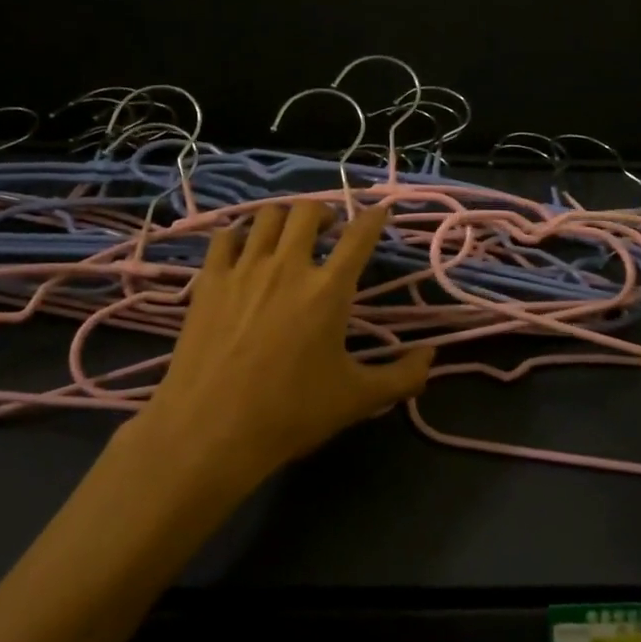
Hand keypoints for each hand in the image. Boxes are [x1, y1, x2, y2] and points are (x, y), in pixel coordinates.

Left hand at [126, 202, 431, 493]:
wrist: (211, 430)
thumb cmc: (290, 413)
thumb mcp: (356, 399)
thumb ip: (401, 377)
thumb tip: (431, 356)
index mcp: (329, 290)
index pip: (359, 235)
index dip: (374, 217)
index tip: (379, 212)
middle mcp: (289, 266)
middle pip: (309, 211)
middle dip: (325, 212)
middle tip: (330, 230)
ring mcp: (245, 269)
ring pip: (267, 215)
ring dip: (285, 217)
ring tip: (289, 234)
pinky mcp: (210, 280)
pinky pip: (225, 237)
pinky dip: (240, 235)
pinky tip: (244, 251)